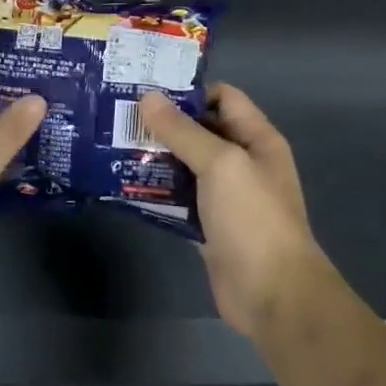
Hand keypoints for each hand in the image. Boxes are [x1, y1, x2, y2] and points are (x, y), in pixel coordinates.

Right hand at [140, 85, 325, 337]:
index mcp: (256, 139)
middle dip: (163, 124)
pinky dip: (157, 192)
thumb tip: (148, 97)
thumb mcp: (220, 164)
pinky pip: (179, 200)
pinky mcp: (208, 226)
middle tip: (118, 118)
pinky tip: (125, 186)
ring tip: (113, 147)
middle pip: (200, 131)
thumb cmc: (253, 218)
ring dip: (156, 158)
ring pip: (186, 166)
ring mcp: (225, 197)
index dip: (188, 92)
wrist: (273, 295)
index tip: (146, 91)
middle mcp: (242, 162)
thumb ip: (183, 131)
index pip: (223, 98)